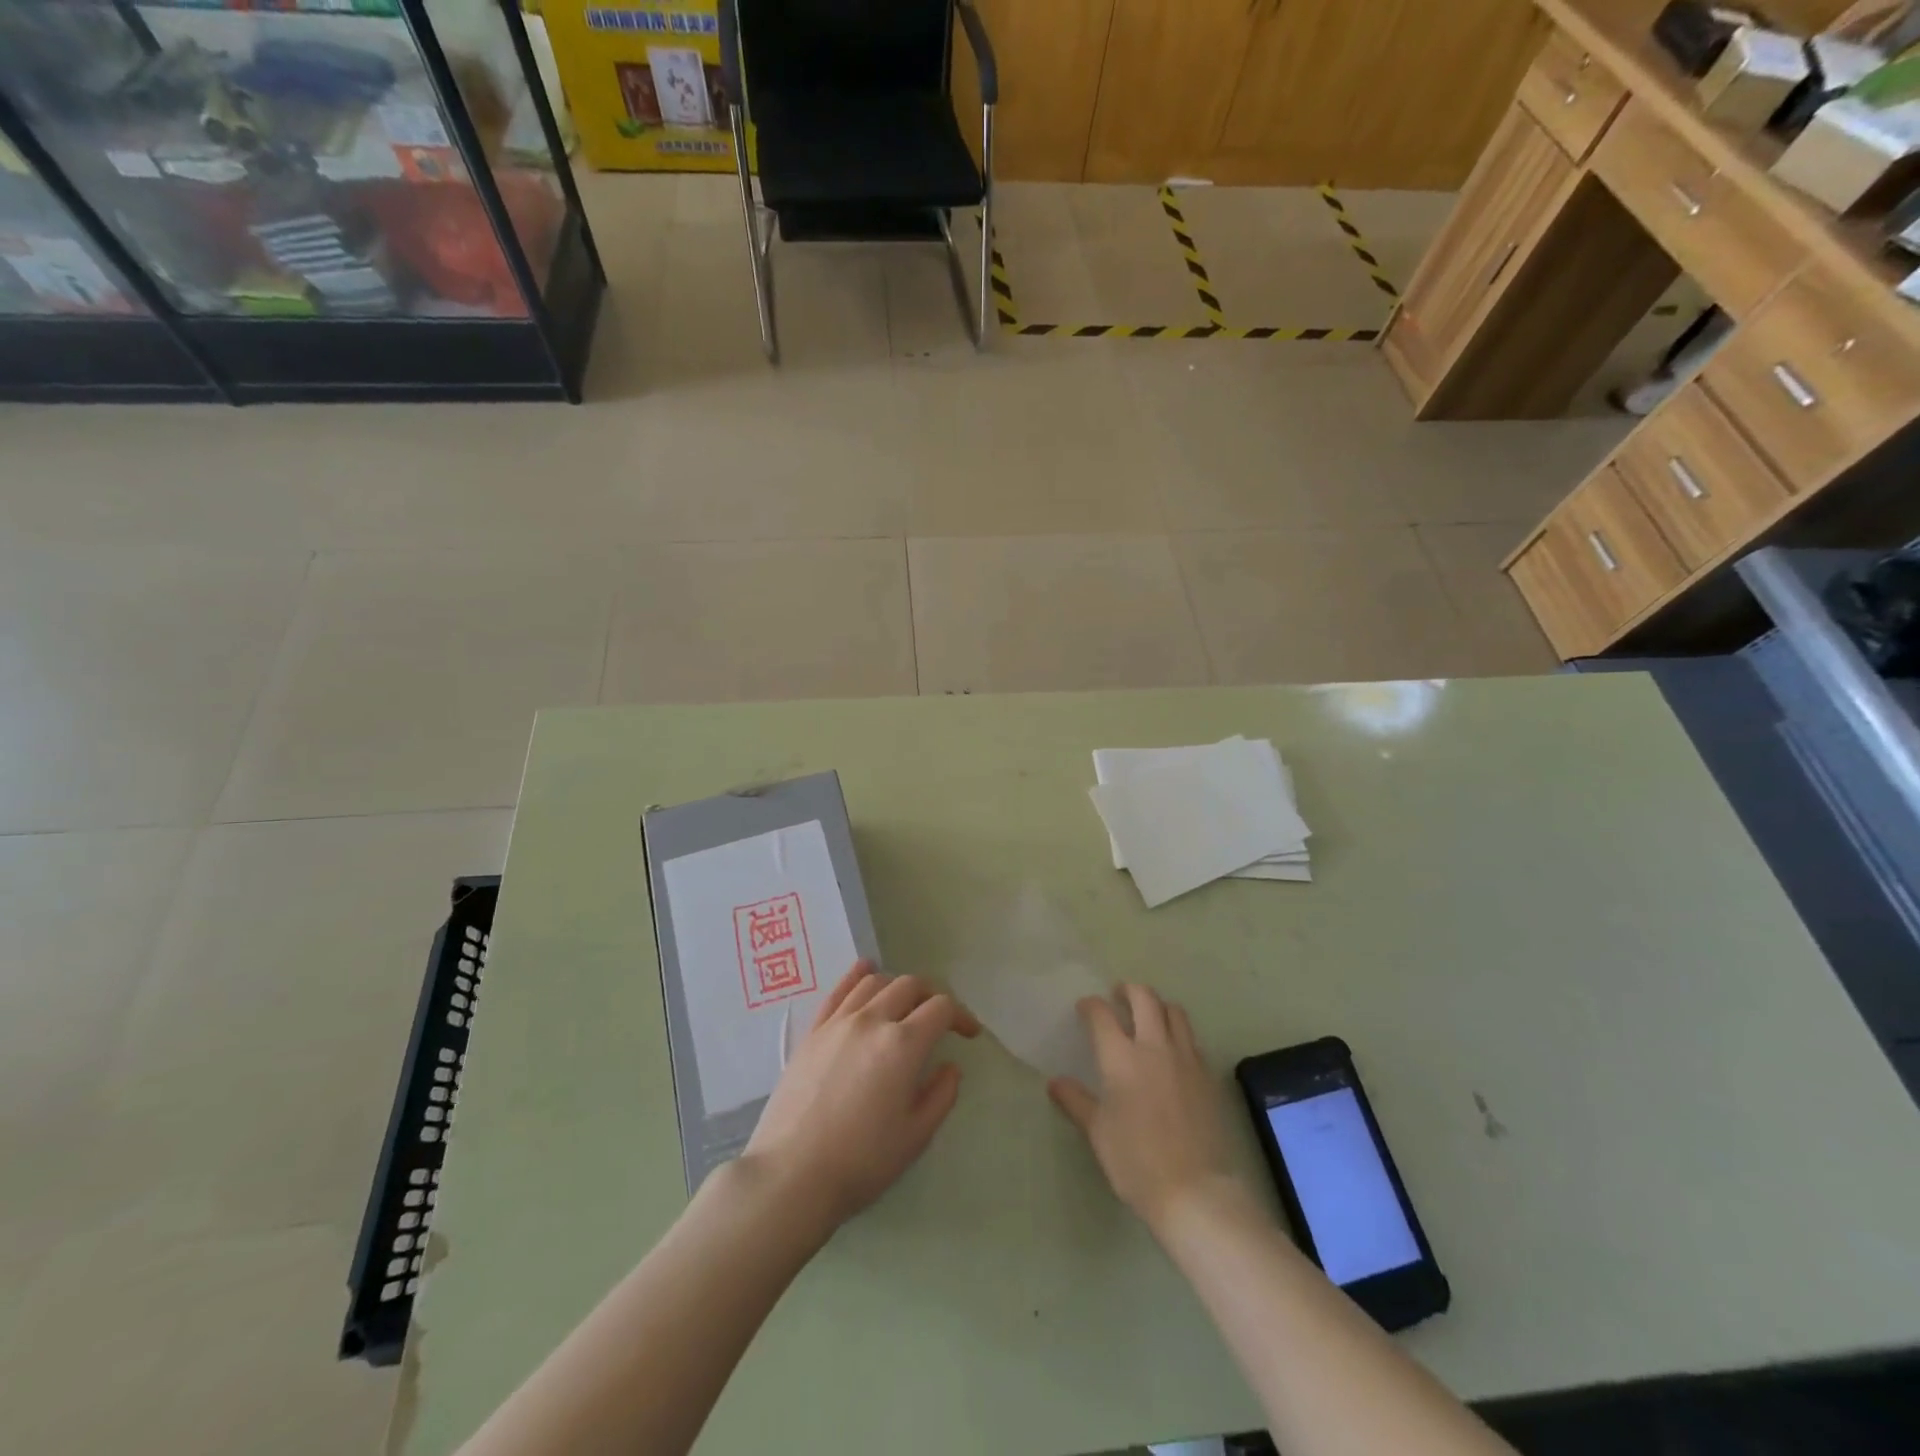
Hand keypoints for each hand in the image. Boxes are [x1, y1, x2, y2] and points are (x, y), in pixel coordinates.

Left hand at [744, 961, 979, 1234]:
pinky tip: (866, 972)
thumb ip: (941, 1095)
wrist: (792, 1174)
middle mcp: (873, 1020)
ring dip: (898, 986)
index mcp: (903, 1044)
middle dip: (932, 996)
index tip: (968, 1034)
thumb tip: (949, 1067)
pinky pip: (839, 990)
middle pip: (910, 986)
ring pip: (875, 982)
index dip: (961, 1016)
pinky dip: (858, 975)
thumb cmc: (861, 1161)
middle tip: (938, 1019)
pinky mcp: (813, 1031)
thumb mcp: (916, 1137)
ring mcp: (839, 1022)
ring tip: (904, 1004)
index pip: (941, 1008)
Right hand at [1048, 985, 1247, 1233]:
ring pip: (1174, 1012)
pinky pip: (1192, 1039)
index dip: (1091, 1006)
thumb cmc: (1136, 1161)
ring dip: (1158, 1005)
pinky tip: (1172, 1050)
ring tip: (1148, 1016)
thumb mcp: (1098, 1132)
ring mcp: (1186, 1058)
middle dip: (1129, 990)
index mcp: (1121, 1057)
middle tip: (1118, 996)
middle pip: (1144, 998)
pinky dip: (1178, 1032)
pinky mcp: (1207, 1075)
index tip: (1084, 1008)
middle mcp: (1154, 1047)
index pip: (1102, 1015)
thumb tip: (1055, 1082)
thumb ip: (1076, 1101)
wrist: (1195, 1191)